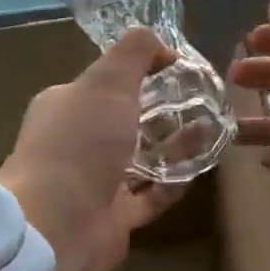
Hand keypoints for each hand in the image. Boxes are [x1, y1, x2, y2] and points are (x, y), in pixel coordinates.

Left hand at [0, 28, 182, 270]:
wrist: (57, 225)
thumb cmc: (80, 143)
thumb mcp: (108, 81)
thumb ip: (135, 52)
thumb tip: (161, 45)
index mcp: (68, 105)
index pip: (108, 82)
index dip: (143, 70)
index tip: (181, 67)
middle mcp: (79, 141)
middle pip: (128, 119)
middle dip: (165, 109)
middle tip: (205, 100)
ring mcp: (97, 181)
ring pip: (143, 157)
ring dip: (176, 143)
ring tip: (212, 128)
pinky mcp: (116, 215)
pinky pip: (153, 193)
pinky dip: (176, 180)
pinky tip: (202, 166)